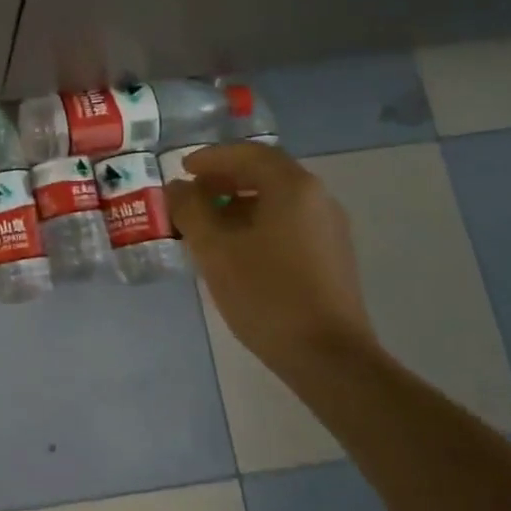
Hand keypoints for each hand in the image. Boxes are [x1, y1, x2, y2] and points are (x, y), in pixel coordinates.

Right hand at [166, 140, 377, 369]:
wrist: (329, 357)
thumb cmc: (266, 294)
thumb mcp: (215, 249)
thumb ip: (191, 210)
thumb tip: (177, 188)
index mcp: (293, 187)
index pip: (249, 153)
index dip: (212, 157)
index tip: (183, 169)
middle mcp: (318, 198)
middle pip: (266, 173)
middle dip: (225, 178)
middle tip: (192, 193)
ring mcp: (329, 228)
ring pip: (278, 200)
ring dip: (240, 202)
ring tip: (208, 223)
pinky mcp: (332, 256)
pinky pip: (289, 222)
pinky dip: (258, 222)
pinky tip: (236, 249)